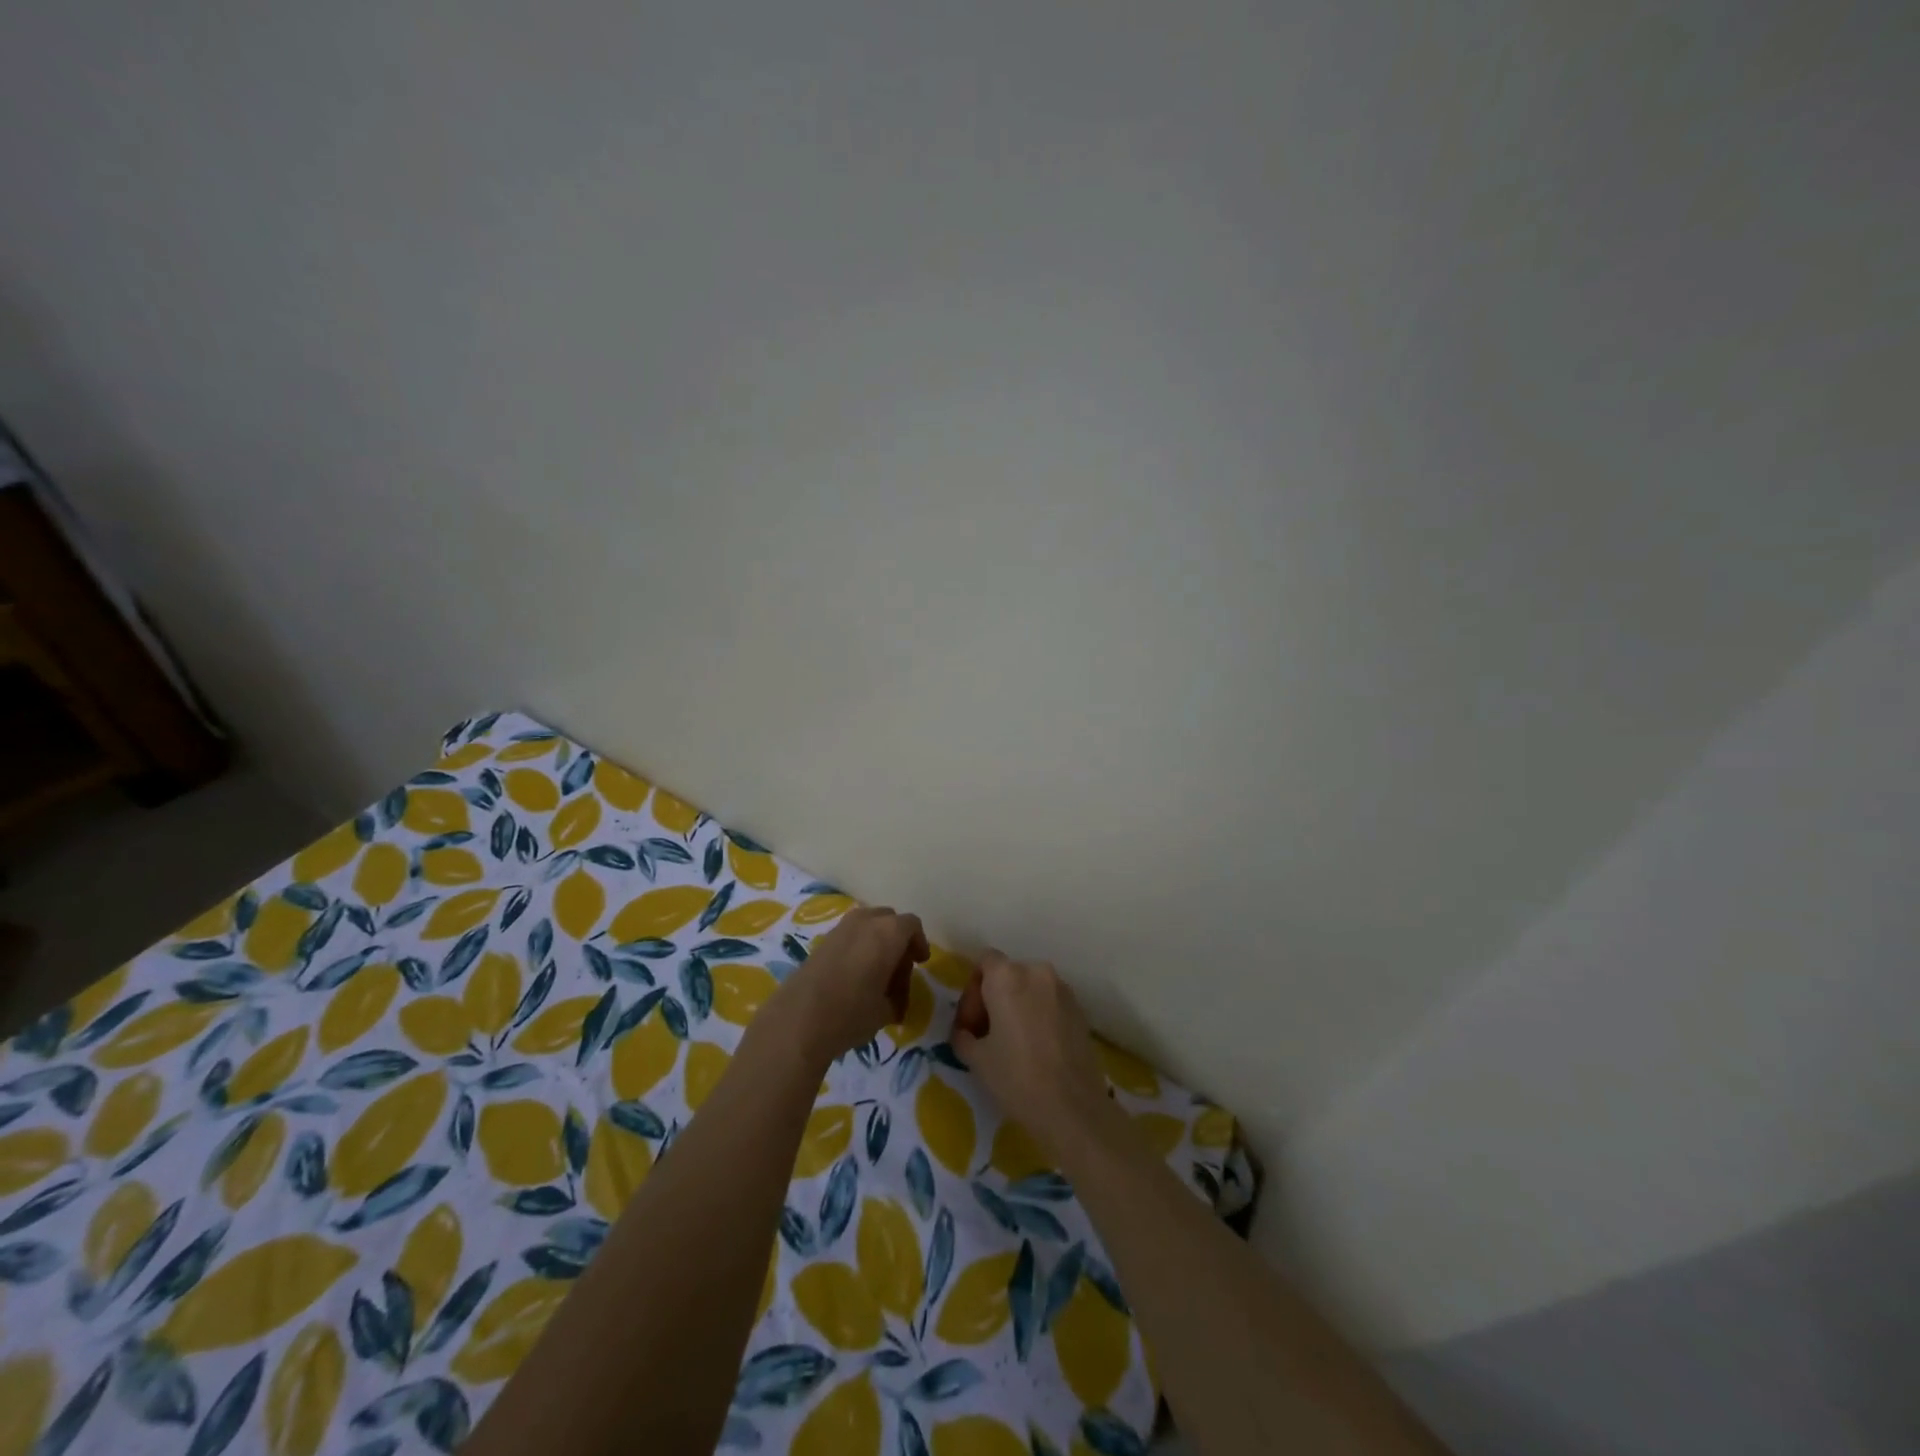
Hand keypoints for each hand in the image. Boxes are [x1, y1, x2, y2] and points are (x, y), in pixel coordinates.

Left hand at [770, 906, 927, 1064]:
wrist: (798, 1020)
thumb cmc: (852, 1013)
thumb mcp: (886, 1010)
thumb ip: (896, 996)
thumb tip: (894, 998)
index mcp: (888, 933)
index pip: (911, 925)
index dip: (919, 943)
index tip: (920, 962)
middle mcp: (864, 922)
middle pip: (889, 921)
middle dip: (897, 941)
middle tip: (899, 970)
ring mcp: (840, 929)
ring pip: (867, 925)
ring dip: (876, 943)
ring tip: (876, 975)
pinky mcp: (821, 941)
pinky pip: (849, 936)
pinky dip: (858, 948)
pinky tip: (854, 977)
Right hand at [952, 951, 1111, 1156]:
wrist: (1073, 1108)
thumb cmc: (1017, 1078)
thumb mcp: (976, 1059)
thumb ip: (963, 1036)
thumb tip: (965, 1032)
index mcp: (1007, 977)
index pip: (984, 962)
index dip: (973, 990)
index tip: (971, 1024)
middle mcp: (1037, 972)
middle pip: (1007, 974)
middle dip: (993, 999)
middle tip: (986, 1035)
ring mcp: (1063, 990)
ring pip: (1030, 989)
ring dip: (1017, 1007)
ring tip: (1012, 1044)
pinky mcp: (1080, 1010)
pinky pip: (1049, 1003)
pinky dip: (1038, 1016)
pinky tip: (1036, 1049)